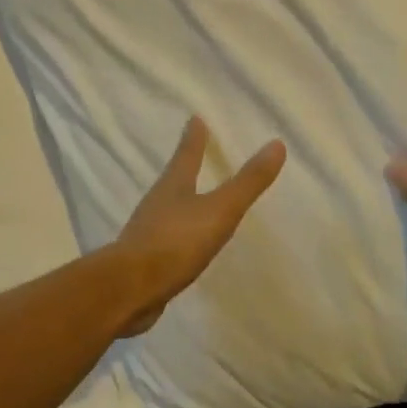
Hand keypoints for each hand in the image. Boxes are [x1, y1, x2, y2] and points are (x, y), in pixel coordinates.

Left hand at [111, 117, 286, 334]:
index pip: (186, 154)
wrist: (130, 289)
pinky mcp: (144, 259)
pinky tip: (183, 242)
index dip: (194, 137)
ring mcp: (147, 231)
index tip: (195, 118)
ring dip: (179, 199)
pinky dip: (176, 232)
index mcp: (173, 185)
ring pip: (167, 206)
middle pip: (173, 177)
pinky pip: (164, 237)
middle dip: (184, 166)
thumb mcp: (220, 211)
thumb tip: (276, 144)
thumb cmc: (176, 242)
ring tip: (190, 196)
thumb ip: (247, 182)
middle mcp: (157, 202)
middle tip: (192, 153)